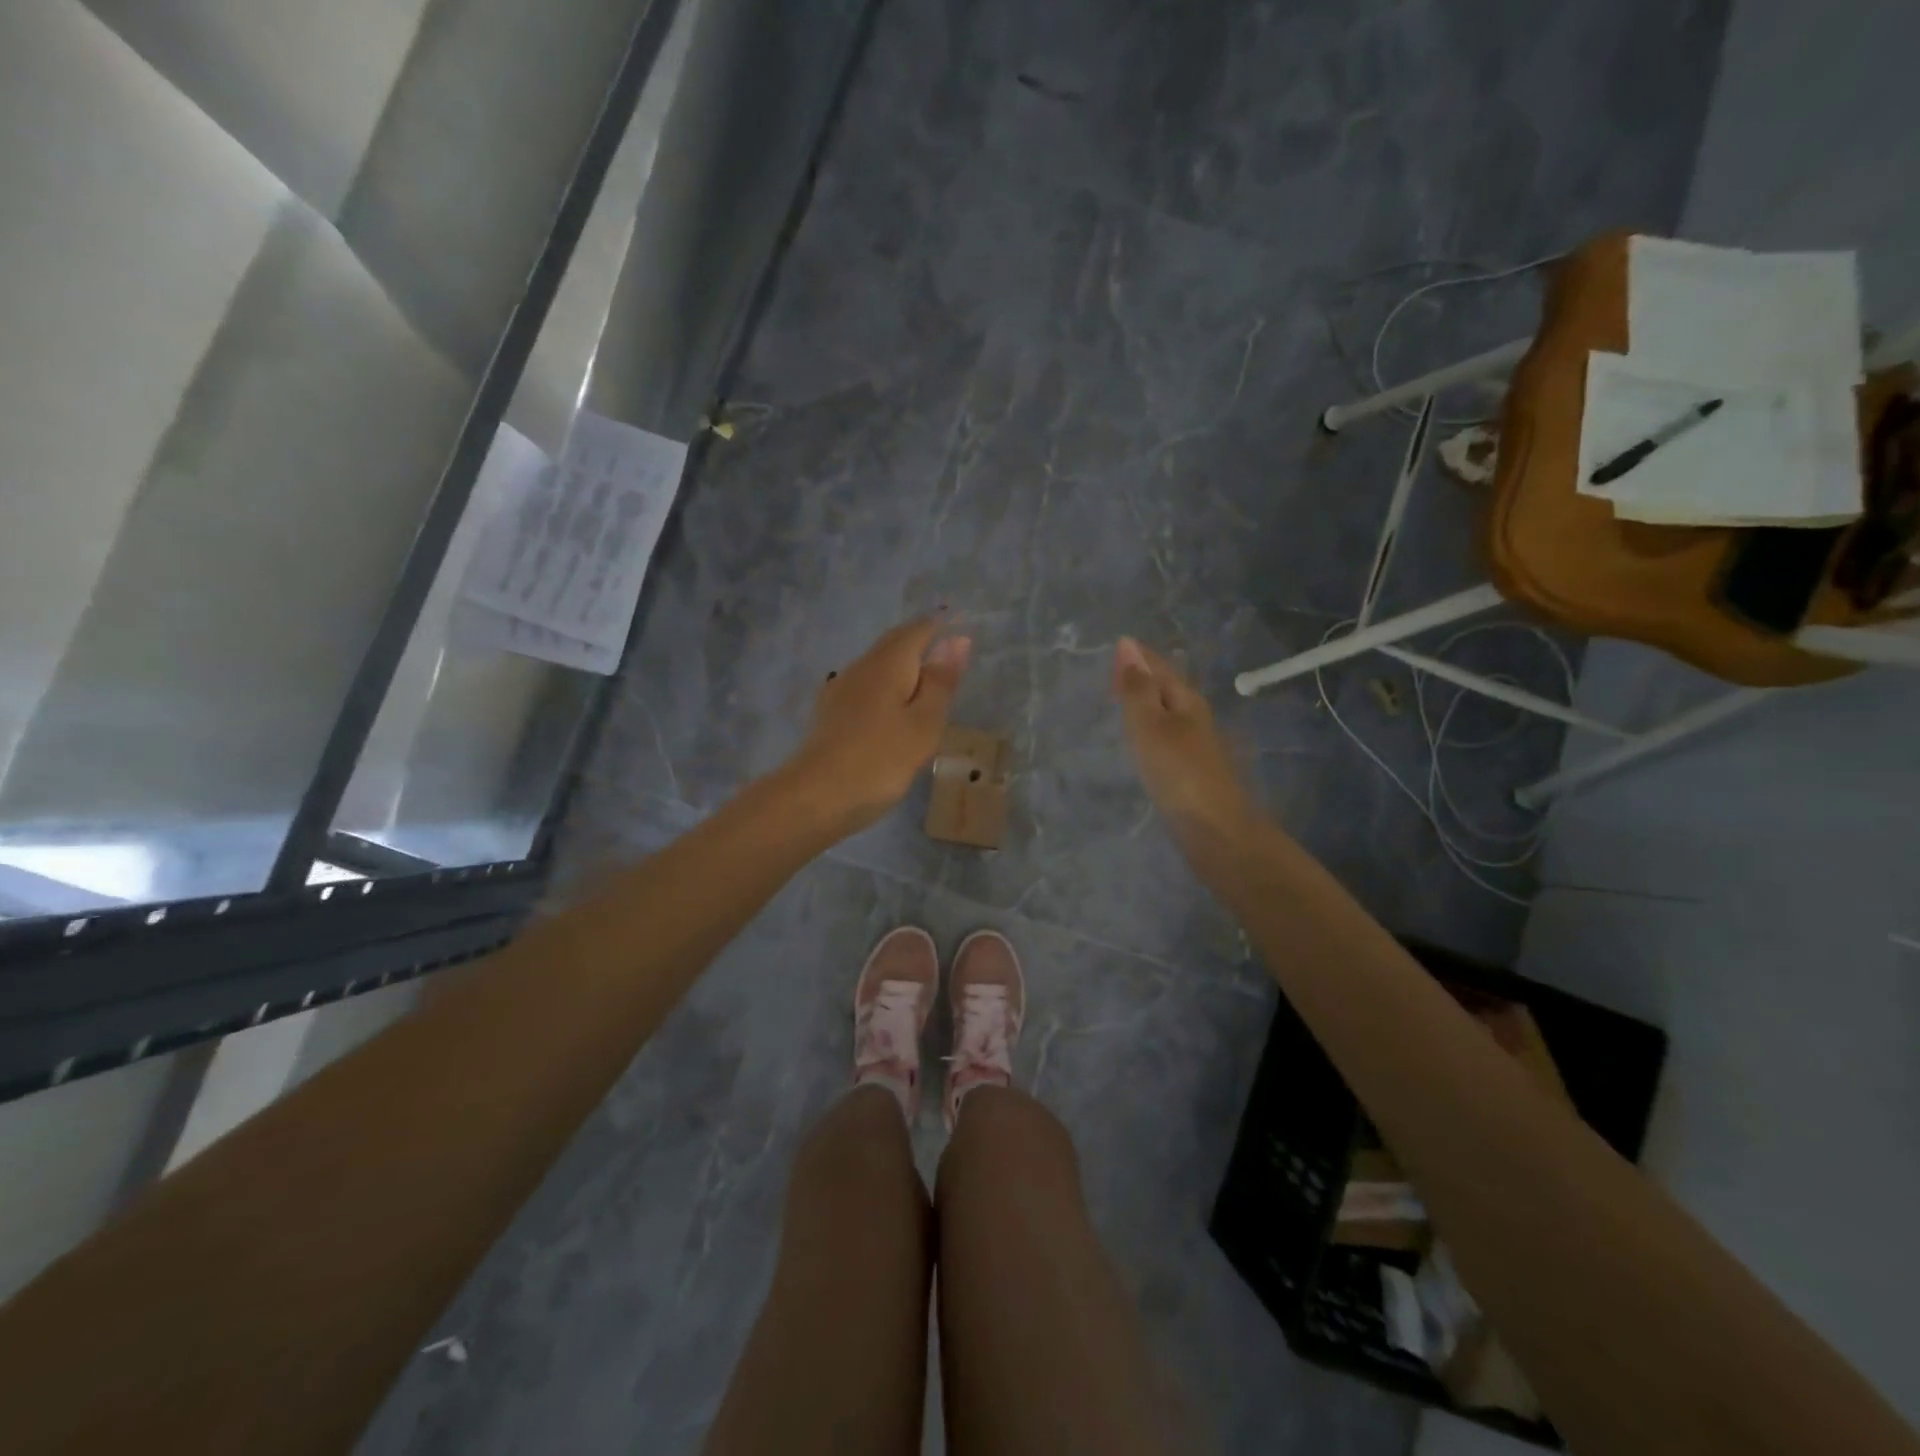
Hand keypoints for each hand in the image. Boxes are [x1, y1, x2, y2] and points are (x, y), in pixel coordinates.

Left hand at [788, 617, 971, 834]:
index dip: (942, 626)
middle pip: (894, 643)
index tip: (962, 628)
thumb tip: (957, 640)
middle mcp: (861, 666)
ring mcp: (841, 689)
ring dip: (903, 665)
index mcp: (888, 663)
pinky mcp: (831, 713)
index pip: (918, 630)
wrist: (816, 796)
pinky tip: (893, 708)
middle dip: (921, 641)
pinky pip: (867, 687)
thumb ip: (940, 681)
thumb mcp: (924, 723)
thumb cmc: (881, 759)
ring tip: (928, 682)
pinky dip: (887, 688)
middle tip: (949, 652)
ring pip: (878, 665)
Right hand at [1112, 637, 1253, 843]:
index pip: (1160, 669)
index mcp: (1186, 701)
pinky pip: (1166, 738)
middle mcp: (1195, 718)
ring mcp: (1196, 747)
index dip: (1139, 657)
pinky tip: (1143, 741)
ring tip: (1124, 700)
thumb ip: (1137, 689)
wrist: (1216, 831)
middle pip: (1167, 688)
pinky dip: (1150, 730)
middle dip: (1144, 677)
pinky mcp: (1191, 773)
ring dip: (1147, 703)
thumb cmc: (1179, 772)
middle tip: (1115, 671)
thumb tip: (1127, 646)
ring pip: (1168, 713)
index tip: (1118, 645)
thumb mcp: (1151, 725)